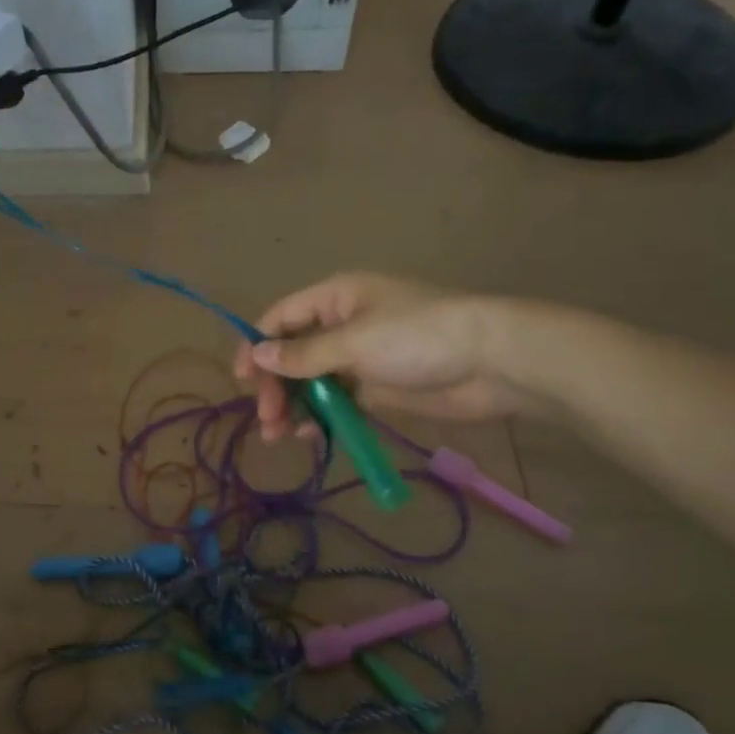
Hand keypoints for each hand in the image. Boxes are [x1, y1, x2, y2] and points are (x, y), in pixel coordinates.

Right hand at [231, 272, 535, 441]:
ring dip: (293, 405)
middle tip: (267, 419)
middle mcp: (341, 323)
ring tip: (280, 435)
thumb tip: (257, 354)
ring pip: (312, 381)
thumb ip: (303, 354)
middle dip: (275, 385)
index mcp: (335, 298)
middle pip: (292, 353)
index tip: (242, 381)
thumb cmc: (418, 337)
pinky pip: (337, 400)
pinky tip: (310, 434)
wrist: (492, 363)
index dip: (256, 346)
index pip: (280, 318)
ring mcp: (359, 357)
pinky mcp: (376, 386)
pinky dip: (321, 415)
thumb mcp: (354, 342)